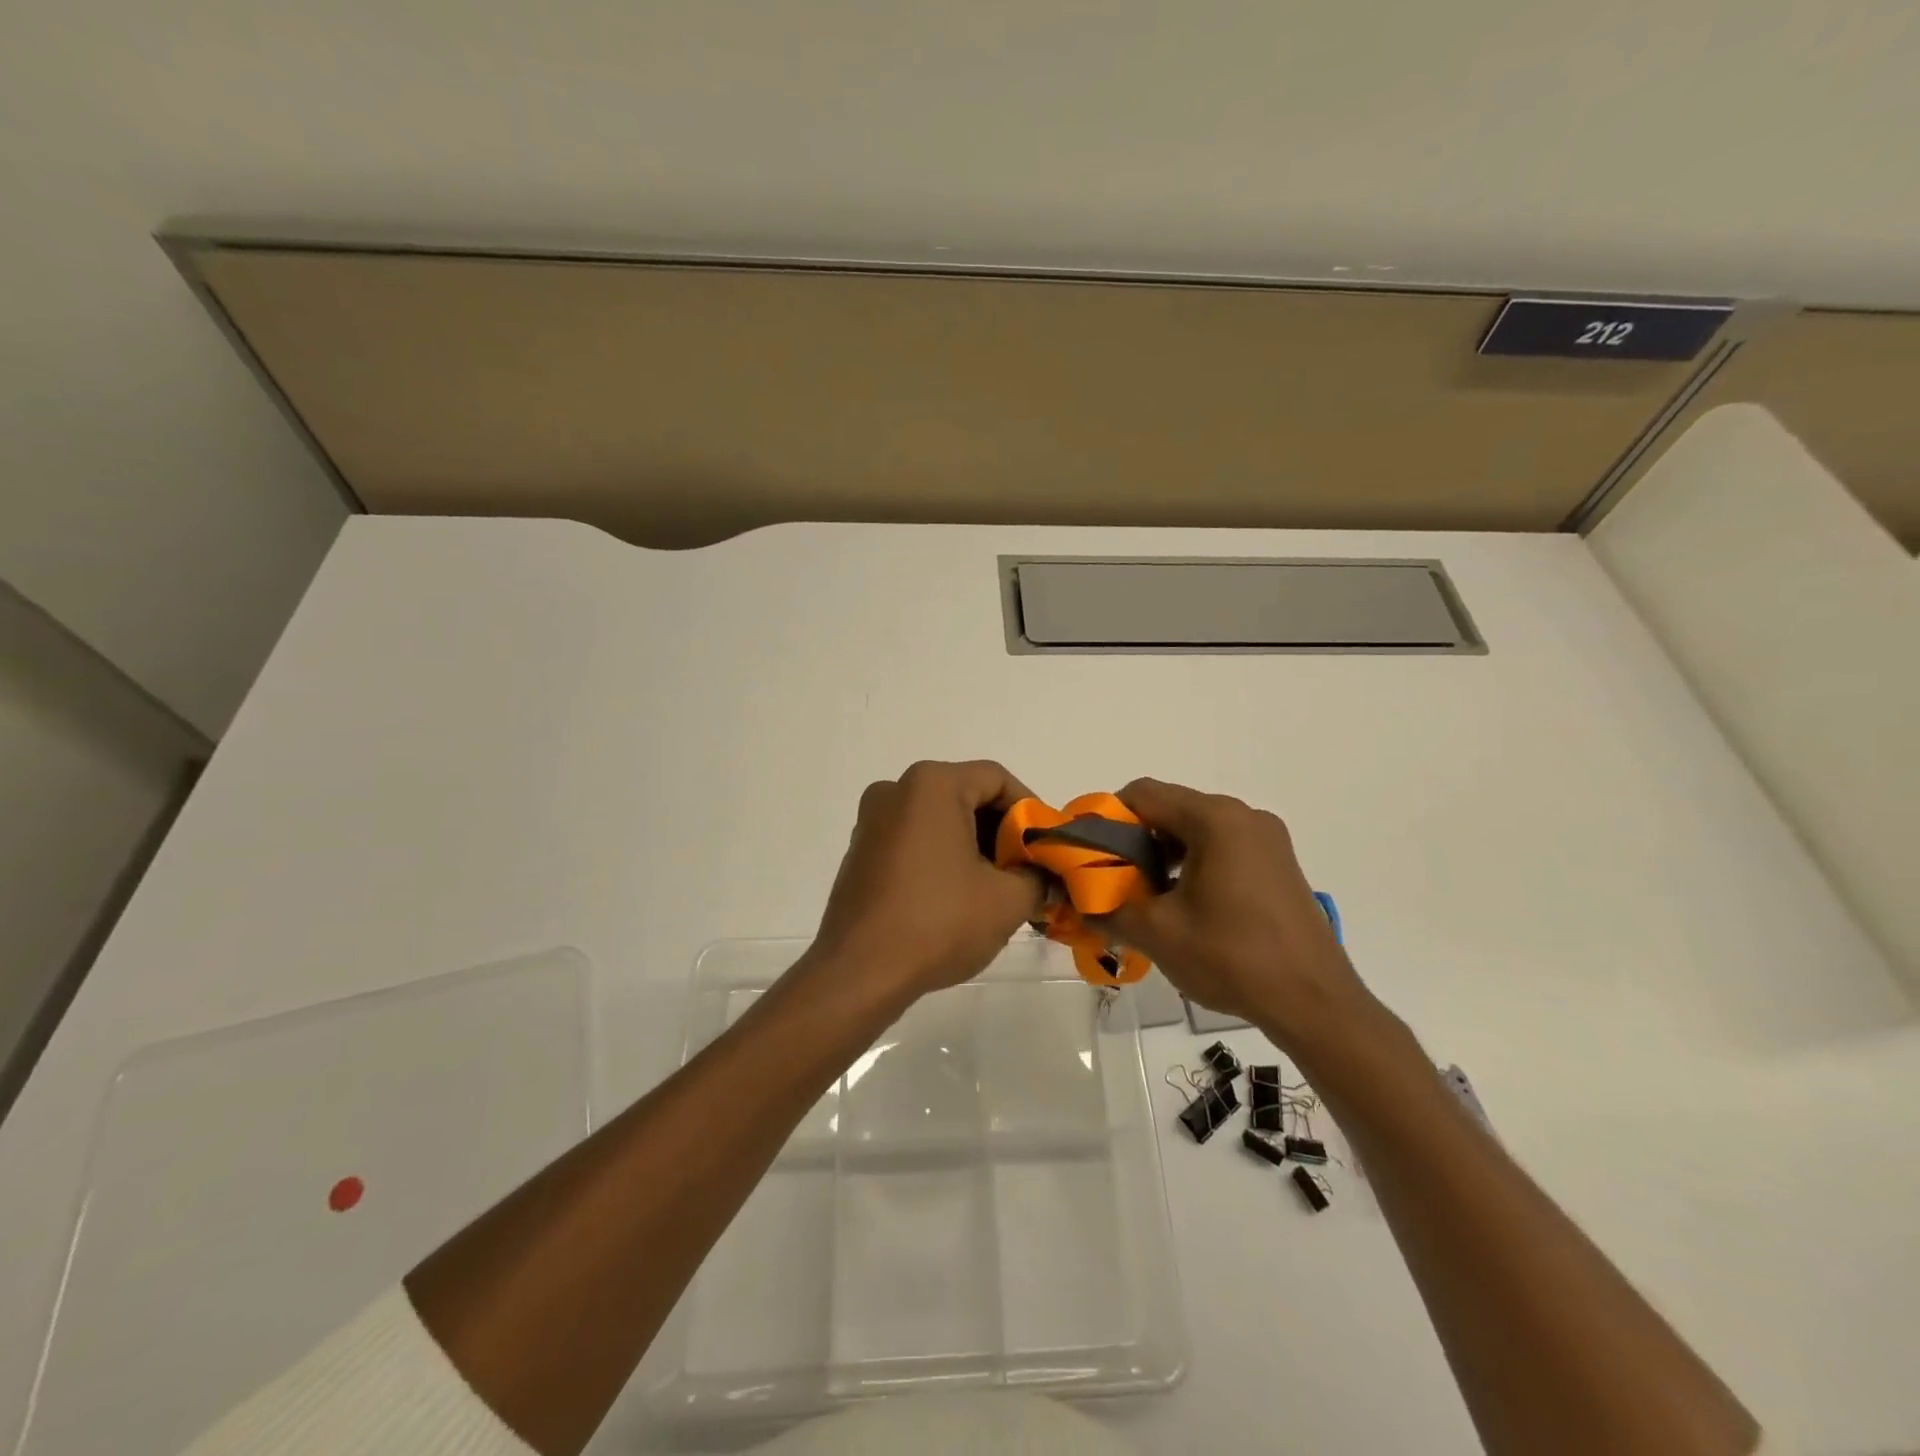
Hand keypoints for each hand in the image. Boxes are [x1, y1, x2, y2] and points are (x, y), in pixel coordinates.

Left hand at [808, 760, 1045, 1002]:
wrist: (859, 973)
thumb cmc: (938, 923)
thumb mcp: (1007, 900)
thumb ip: (1038, 877)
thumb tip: (1043, 877)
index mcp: (932, 785)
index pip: (997, 779)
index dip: (1031, 810)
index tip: (1047, 846)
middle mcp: (896, 790)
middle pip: (966, 795)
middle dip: (1002, 831)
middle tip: (1028, 869)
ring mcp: (872, 821)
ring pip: (939, 819)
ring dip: (974, 846)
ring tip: (999, 887)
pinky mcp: (860, 852)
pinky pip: (914, 839)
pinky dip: (942, 857)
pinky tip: (959, 897)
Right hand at [1105, 778, 1372, 1051]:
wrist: (1315, 1003)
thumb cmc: (1232, 958)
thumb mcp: (1157, 933)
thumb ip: (1107, 908)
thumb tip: (1077, 902)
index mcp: (1214, 819)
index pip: (1143, 794)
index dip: (1107, 818)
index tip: (1090, 854)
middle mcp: (1243, 816)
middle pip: (1171, 809)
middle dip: (1135, 840)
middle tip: (1113, 879)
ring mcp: (1267, 838)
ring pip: (1196, 829)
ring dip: (1164, 854)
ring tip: (1146, 896)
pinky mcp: (1278, 863)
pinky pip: (1223, 846)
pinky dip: (1194, 863)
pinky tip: (1184, 904)